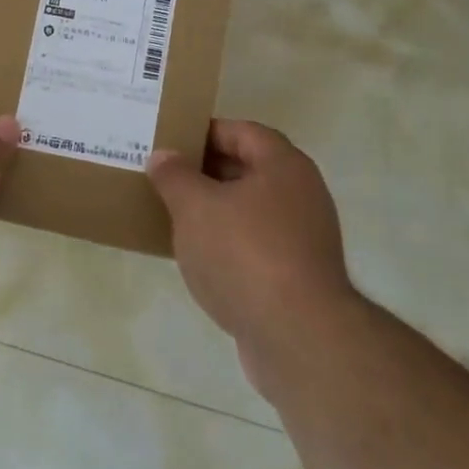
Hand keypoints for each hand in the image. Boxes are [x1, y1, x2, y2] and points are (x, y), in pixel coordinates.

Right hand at [146, 120, 352, 348]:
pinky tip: (198, 257)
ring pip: (251, 210)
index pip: (243, 132)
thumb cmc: (244, 253)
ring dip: (215, 210)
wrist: (297, 336)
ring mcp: (304, 237)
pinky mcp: (298, 275)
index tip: (171, 143)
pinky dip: (228, 243)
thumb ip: (175, 176)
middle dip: (206, 172)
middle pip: (249, 169)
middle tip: (165, 177)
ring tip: (174, 215)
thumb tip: (163, 156)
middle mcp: (302, 194)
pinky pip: (256, 244)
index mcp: (283, 166)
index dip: (206, 132)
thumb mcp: (195, 207)